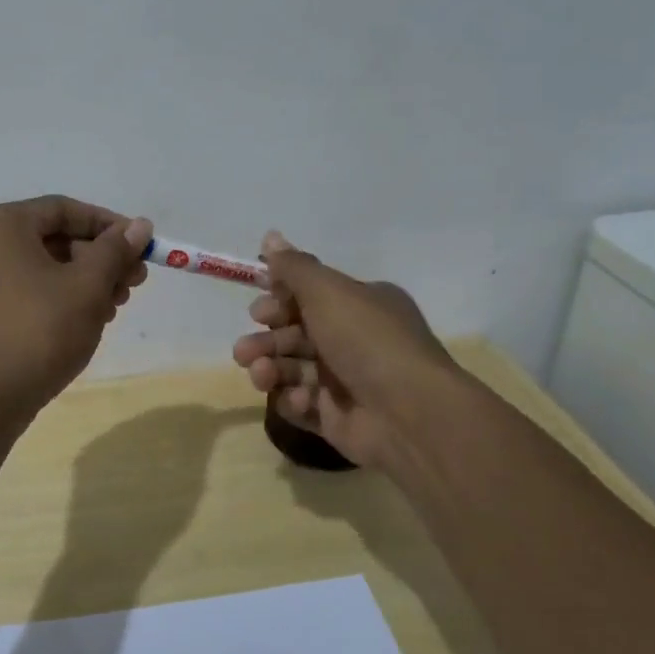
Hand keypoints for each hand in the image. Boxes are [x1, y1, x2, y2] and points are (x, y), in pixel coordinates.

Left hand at [0, 196, 152, 422]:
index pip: (64, 210)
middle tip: (135, 282)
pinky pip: (25, 292)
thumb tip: (139, 226)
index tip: (141, 246)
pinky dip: (58, 299)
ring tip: (115, 307)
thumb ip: (115, 251)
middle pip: (53, 239)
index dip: (109, 225)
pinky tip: (86, 322)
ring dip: (83, 282)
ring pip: (41, 268)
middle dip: (99, 259)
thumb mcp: (87, 286)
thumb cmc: (39, 330)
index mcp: (0, 225)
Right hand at [231, 230, 455, 471]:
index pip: (310, 296)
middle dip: (266, 340)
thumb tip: (270, 235)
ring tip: (260, 374)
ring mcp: (344, 381)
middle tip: (246, 350)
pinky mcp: (336, 418)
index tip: (257, 309)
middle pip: (295, 334)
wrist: (409, 413)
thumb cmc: (367, 340)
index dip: (279, 301)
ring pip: (292, 369)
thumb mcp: (328, 291)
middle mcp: (353, 340)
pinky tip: (301, 400)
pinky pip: (302, 404)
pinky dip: (293, 400)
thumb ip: (294, 267)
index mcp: (359, 304)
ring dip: (270, 369)